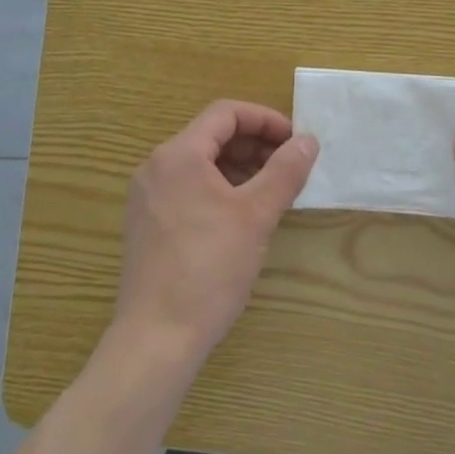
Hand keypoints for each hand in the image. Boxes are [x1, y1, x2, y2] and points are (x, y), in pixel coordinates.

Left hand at [112, 101, 319, 367]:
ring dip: (238, 168)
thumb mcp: (255, 216)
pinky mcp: (146, 224)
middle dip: (254, 145)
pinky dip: (218, 189)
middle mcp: (156, 166)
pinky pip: (187, 188)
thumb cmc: (208, 269)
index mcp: (178, 154)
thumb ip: (284, 171)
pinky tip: (241, 216)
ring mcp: (147, 196)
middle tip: (289, 167)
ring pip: (200, 164)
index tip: (295, 141)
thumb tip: (308, 140)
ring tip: (272, 191)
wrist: (155, 339)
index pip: (225, 113)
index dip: (265, 120)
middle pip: (211, 136)